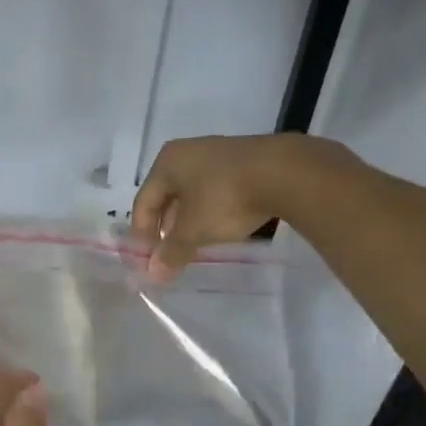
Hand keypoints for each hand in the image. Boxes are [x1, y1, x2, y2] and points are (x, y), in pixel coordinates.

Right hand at [132, 134, 341, 279]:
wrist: (283, 172)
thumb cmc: (225, 198)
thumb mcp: (194, 230)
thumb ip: (172, 252)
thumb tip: (154, 273)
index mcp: (167, 162)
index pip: (143, 202)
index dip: (142, 235)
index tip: (149, 262)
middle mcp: (187, 152)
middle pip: (167, 196)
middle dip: (166, 229)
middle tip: (171, 255)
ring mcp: (217, 153)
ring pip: (192, 193)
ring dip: (189, 221)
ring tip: (195, 245)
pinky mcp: (243, 161)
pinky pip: (216, 190)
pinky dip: (212, 210)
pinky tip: (221, 228)